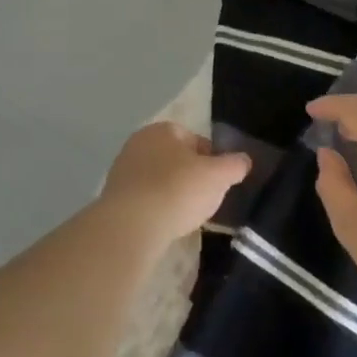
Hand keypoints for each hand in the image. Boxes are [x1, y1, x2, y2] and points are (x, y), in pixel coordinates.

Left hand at [94, 122, 249, 250]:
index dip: (212, 160)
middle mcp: (138, 143)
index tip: (219, 182)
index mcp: (162, 129)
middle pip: (175, 159)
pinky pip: (144, 199)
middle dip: (190, 176)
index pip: (195, 139)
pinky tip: (165, 224)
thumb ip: (234, 164)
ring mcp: (122, 170)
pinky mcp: (113, 197)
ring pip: (158, 179)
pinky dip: (156, 208)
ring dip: (172, 193)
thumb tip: (244, 160)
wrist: (131, 226)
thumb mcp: (218, 176)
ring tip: (186, 215)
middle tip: (204, 199)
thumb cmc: (177, 190)